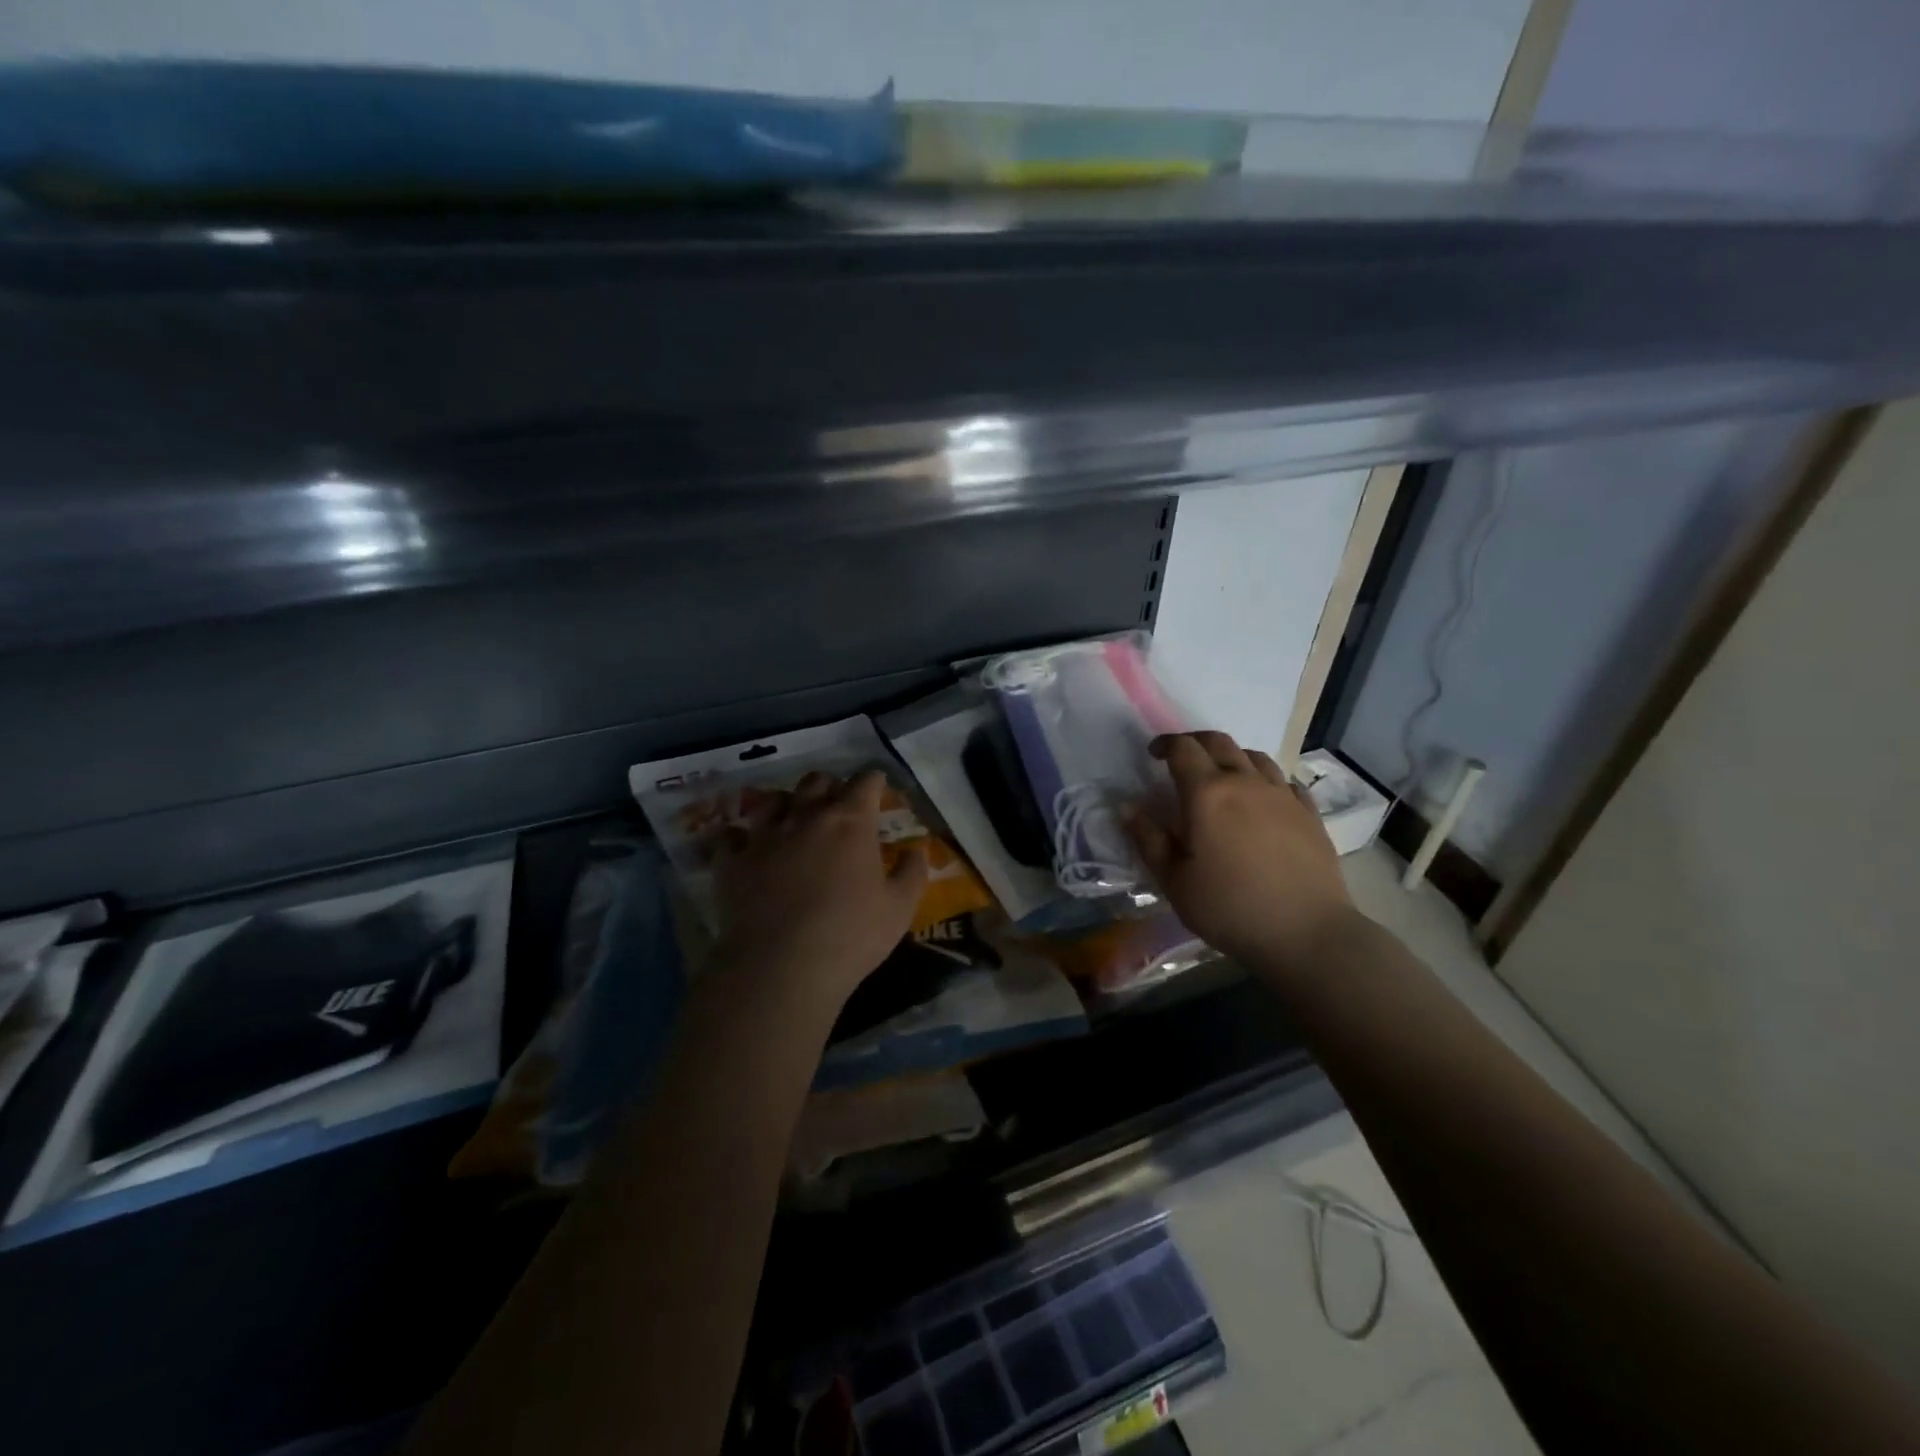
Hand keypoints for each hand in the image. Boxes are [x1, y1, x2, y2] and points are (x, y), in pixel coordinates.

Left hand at [710, 769, 927, 1009]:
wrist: (780, 967)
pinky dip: (740, 837)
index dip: (873, 780)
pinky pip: (732, 836)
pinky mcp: (733, 862)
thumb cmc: (850, 936)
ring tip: (792, 818)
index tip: (878, 786)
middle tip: (837, 804)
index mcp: (850, 823)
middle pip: (816, 782)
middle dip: (830, 786)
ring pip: (773, 801)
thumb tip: (915, 850)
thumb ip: (912, 873)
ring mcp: (764, 837)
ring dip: (787, 804)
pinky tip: (745, 846)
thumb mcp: (899, 909)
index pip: (864, 783)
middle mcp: (806, 817)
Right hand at [1124, 731, 1358, 971]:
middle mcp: (1245, 782)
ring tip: (1222, 775)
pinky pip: (1284, 780)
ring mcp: (1282, 795)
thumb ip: (1148, 839)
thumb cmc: (1229, 909)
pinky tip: (1263, 798)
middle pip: (1219, 742)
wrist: (1307, 933)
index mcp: (1207, 794)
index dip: (1164, 745)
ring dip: (1231, 756)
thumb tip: (1127, 806)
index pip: (1183, 749)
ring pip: (1254, 756)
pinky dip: (1266, 779)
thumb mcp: (1174, 881)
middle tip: (1181, 756)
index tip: (1153, 754)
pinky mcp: (1309, 813)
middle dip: (1195, 741)